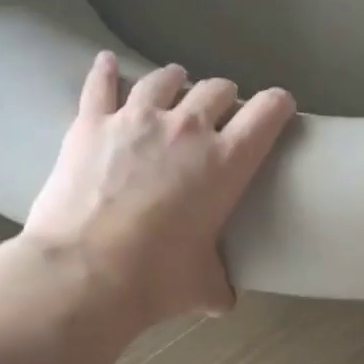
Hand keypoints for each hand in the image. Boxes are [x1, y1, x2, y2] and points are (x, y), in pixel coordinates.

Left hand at [23, 52, 296, 324]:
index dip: (278, 105)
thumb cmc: (156, 279)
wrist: (84, 272)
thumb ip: (219, 286)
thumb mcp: (202, 288)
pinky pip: (101, 83)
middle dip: (224, 98)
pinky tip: (107, 63)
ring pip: (165, 79)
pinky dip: (106, 72)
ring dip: (176, 82)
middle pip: (217, 90)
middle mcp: (187, 128)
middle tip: (220, 113)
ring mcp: (137, 119)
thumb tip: (224, 300)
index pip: (268, 113)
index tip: (279, 108)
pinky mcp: (92, 123)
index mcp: (227, 162)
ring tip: (174, 86)